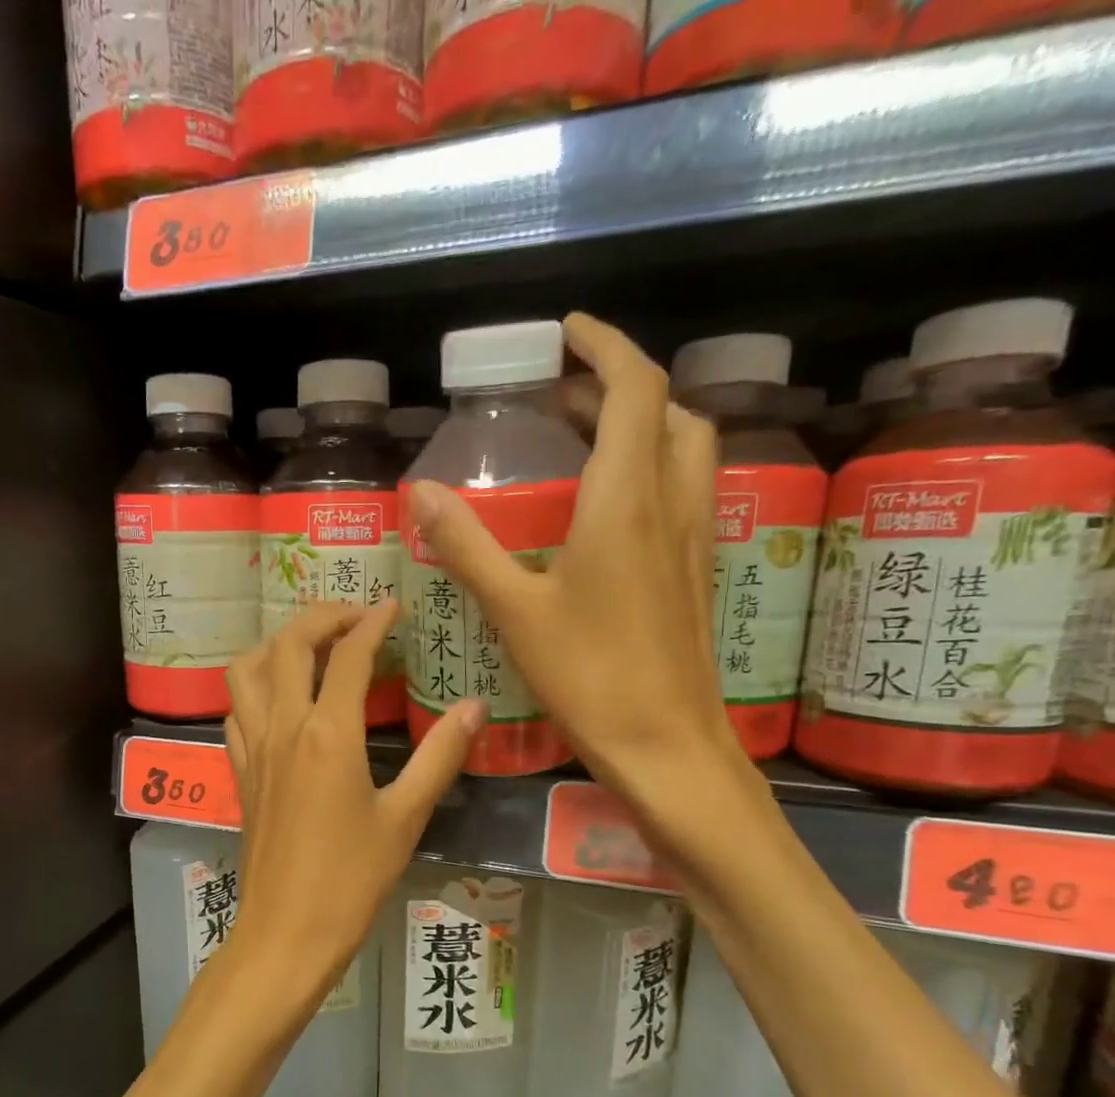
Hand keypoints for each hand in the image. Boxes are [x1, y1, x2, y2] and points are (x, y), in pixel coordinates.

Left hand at [221, 601, 480, 1014]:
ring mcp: (254, 748)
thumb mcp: (405, 818)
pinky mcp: (241, 772)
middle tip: (356, 617)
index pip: (348, 655)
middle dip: (321, 617)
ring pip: (247, 670)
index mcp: (328, 734)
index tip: (394, 605)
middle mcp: (283, 727)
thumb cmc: (351, 879)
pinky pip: (236, 709)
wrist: (287, 932)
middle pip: (288, 645)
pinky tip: (279, 700)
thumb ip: (440, 756)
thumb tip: (475, 706)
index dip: (372, 621)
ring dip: (276, 645)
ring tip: (311, 648)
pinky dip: (255, 687)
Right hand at [405, 312, 739, 810]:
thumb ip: (467, 546)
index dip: (605, 346)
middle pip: (666, 411)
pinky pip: (684, 489)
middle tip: (561, 395)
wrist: (668, 746)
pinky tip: (608, 507)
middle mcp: (671, 504)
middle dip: (618, 385)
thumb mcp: (515, 610)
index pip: (634, 388)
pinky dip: (651, 467)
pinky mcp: (695, 571)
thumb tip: (419, 492)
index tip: (567, 334)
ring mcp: (693, 538)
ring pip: (684, 448)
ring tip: (584, 438)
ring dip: (642, 423)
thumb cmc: (590, 676)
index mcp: (627, 500)